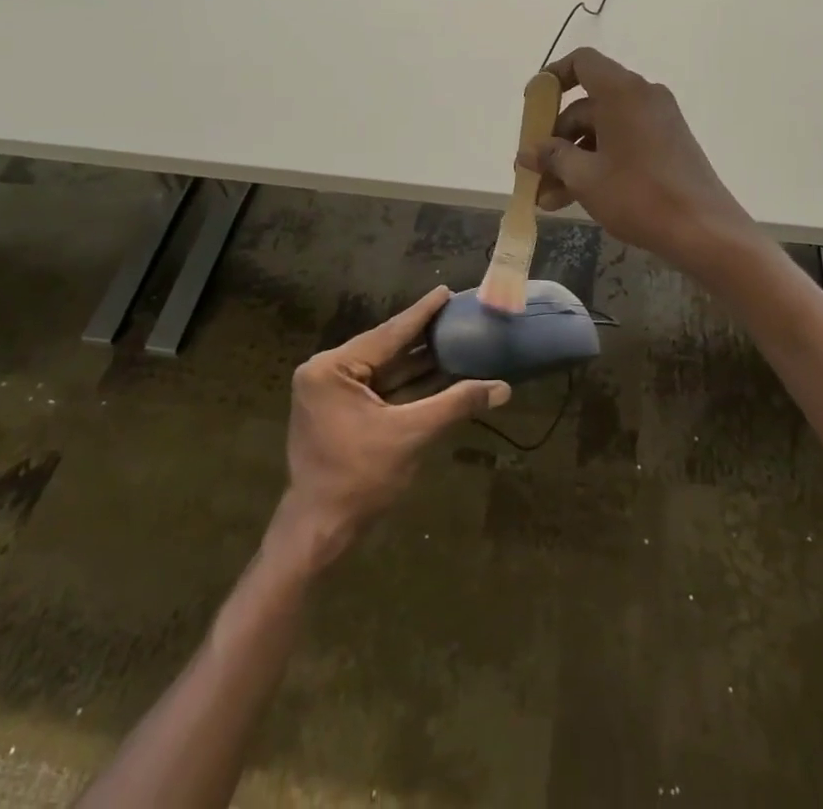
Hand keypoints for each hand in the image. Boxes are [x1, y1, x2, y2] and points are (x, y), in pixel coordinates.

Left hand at [276, 286, 508, 565]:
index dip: (421, 314)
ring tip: (452, 337)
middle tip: (455, 313)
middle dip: (422, 336)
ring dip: (417, 361)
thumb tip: (503, 388)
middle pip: (385, 349)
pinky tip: (436, 370)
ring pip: (383, 369)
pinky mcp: (338, 410)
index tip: (445, 291)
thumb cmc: (360, 479)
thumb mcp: (411, 435)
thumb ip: (455, 404)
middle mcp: (326, 372)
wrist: (320, 531)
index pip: (387, 334)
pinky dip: (405, 383)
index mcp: (332, 369)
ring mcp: (330, 392)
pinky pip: (378, 387)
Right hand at [516, 48, 758, 274]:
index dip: (553, 77)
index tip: (532, 104)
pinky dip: (597, 164)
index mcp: (623, 92)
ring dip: (573, 159)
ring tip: (548, 199)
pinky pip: (622, 143)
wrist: (704, 231)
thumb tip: (528, 152)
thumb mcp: (585, 177)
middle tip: (534, 171)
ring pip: (602, 131)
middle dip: (556, 139)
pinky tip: (575, 198)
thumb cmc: (638, 195)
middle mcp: (642, 97)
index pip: (582, 62)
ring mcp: (657, 122)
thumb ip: (552, 157)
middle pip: (587, 105)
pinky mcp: (667, 146)